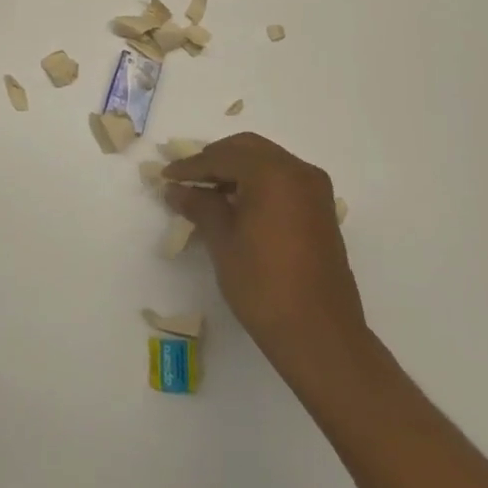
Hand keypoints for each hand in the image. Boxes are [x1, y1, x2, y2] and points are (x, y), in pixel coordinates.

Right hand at [163, 133, 369, 376]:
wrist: (321, 337)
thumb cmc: (264, 285)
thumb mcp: (222, 241)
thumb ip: (199, 205)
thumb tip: (176, 189)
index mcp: (273, 172)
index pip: (222, 157)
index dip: (191, 166)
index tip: (166, 175)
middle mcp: (298, 171)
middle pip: (247, 149)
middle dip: (215, 160)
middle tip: (188, 178)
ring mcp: (314, 190)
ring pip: (267, 162)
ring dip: (237, 170)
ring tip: (208, 192)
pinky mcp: (321, 211)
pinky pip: (282, 180)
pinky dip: (257, 183)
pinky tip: (237, 204)